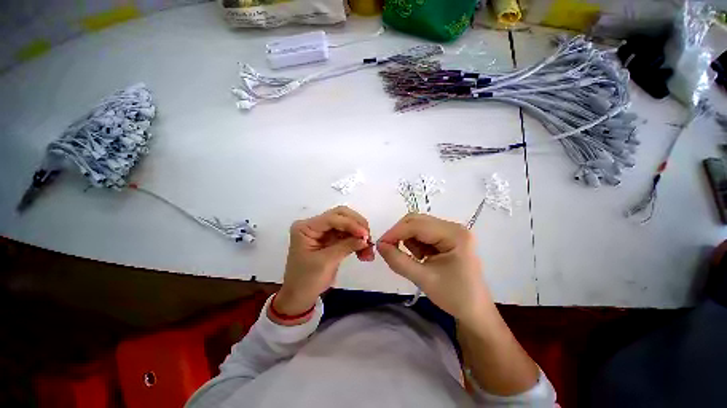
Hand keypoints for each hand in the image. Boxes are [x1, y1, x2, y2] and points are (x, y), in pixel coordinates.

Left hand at [274, 206, 373, 316]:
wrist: (299, 297)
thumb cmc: (306, 280)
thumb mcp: (326, 262)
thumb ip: (346, 246)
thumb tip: (366, 239)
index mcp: (306, 227)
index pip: (332, 218)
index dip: (351, 224)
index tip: (365, 235)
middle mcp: (315, 225)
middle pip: (341, 215)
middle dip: (357, 225)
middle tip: (368, 238)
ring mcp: (324, 231)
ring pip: (347, 224)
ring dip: (360, 234)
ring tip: (369, 250)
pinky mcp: (331, 239)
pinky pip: (348, 235)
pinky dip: (358, 241)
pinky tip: (364, 252)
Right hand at [376, 214, 491, 325]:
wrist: (474, 311)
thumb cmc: (454, 297)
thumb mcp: (423, 279)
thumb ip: (398, 261)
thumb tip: (379, 245)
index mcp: (454, 234)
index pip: (417, 225)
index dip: (396, 232)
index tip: (380, 244)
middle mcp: (453, 227)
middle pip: (417, 221)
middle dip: (400, 234)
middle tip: (389, 249)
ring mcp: (451, 231)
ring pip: (418, 226)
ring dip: (408, 239)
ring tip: (415, 260)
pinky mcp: (447, 237)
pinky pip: (423, 233)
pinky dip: (414, 243)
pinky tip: (421, 257)